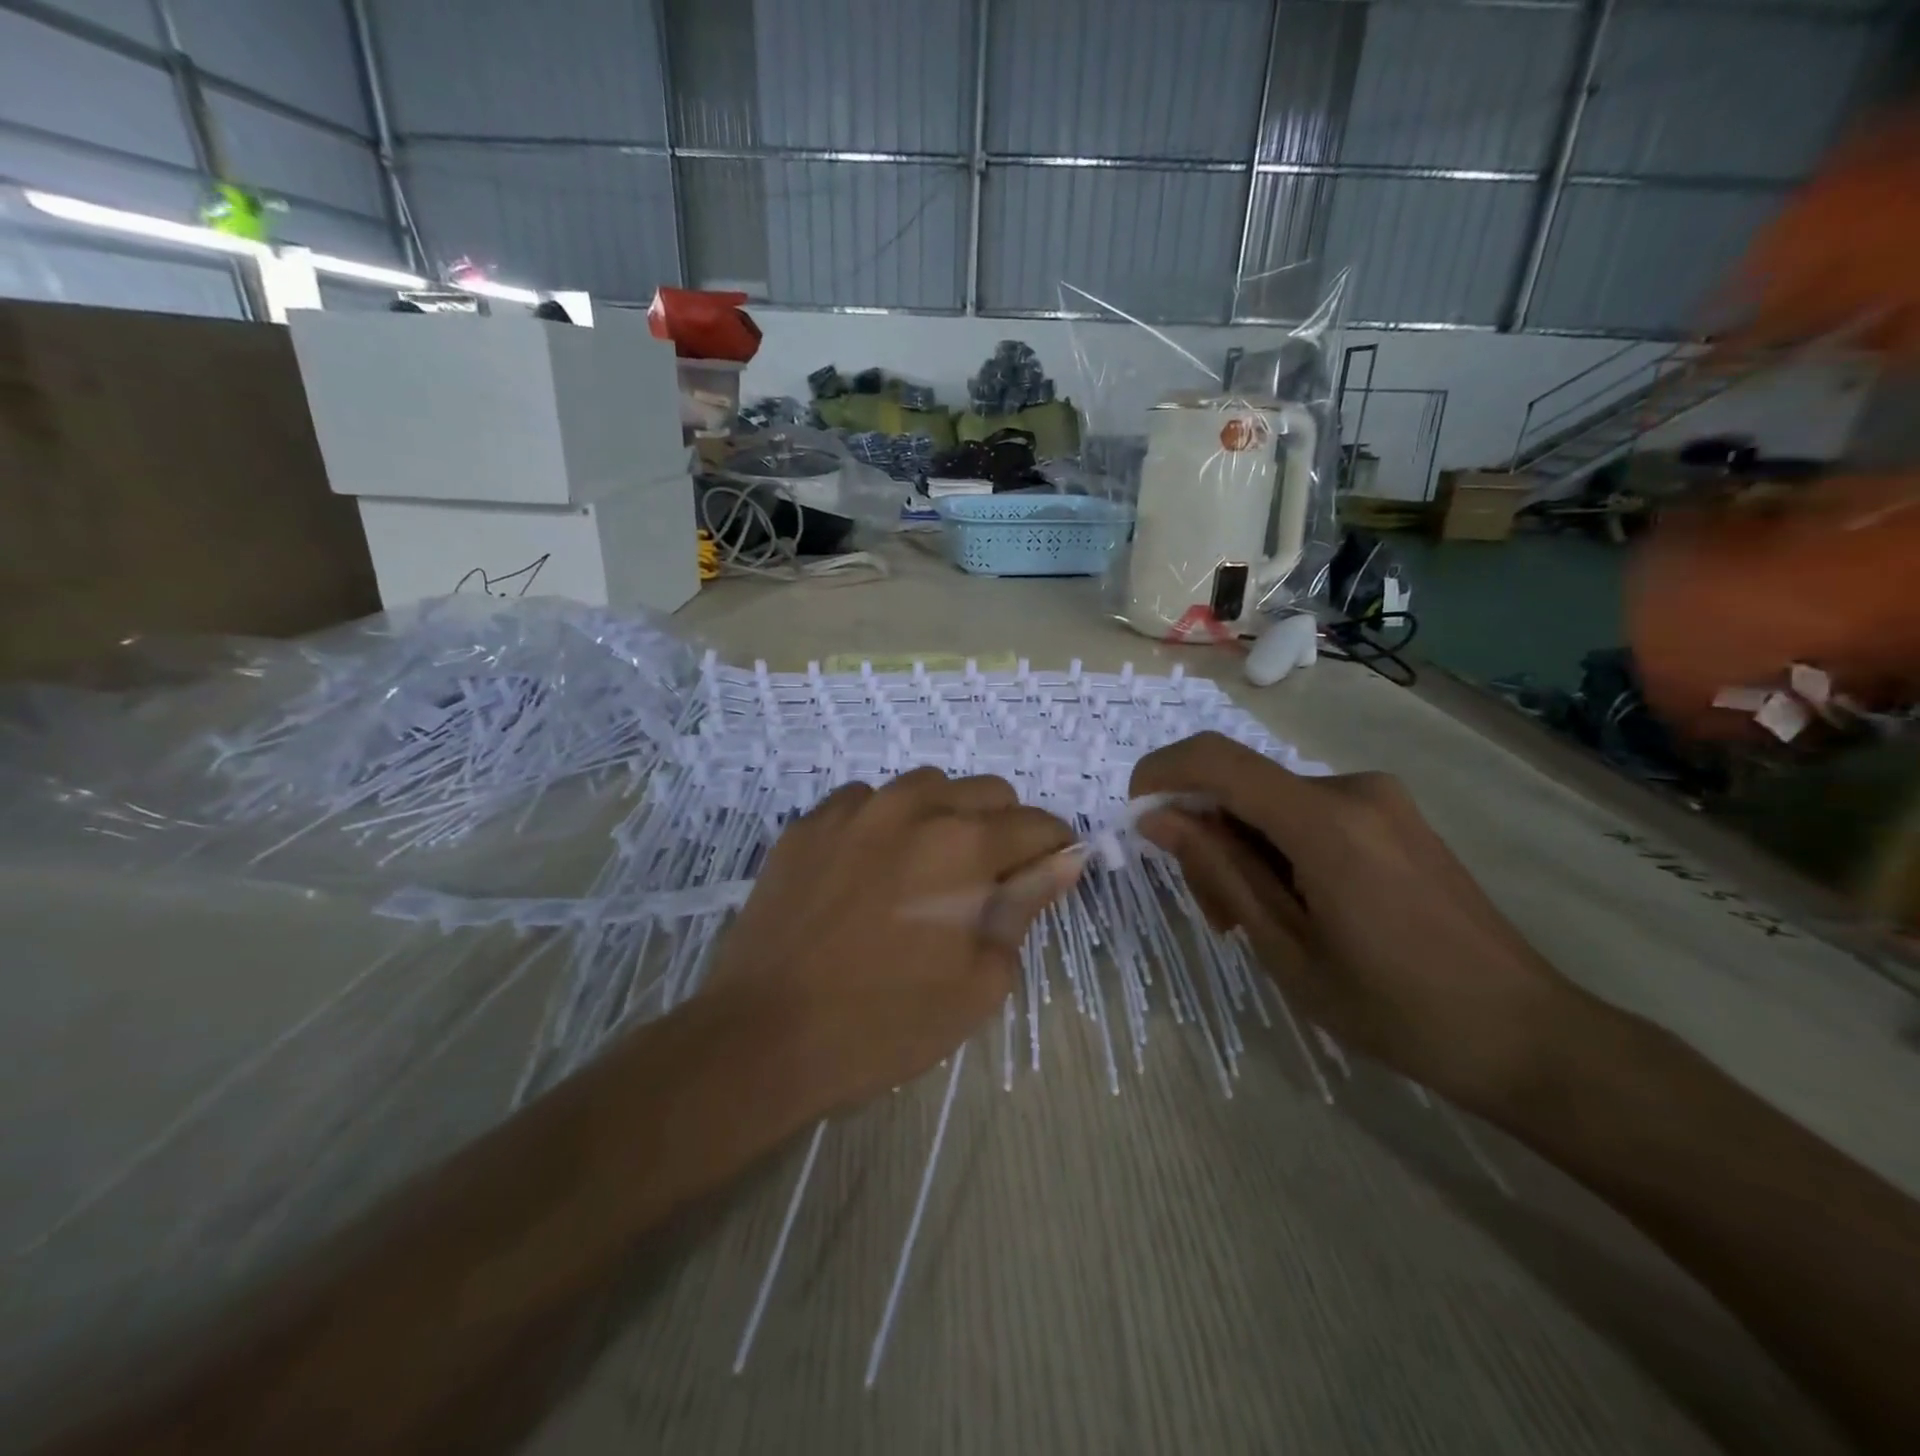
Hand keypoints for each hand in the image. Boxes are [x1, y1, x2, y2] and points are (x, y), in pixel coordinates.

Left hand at [701, 769, 1078, 1118]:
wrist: (764, 1035)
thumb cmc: (885, 1023)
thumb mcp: (978, 982)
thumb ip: (1025, 908)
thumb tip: (1063, 861)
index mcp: (965, 846)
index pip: (1036, 824)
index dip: (1054, 847)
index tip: (1051, 872)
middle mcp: (914, 808)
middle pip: (987, 791)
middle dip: (1005, 826)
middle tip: (990, 879)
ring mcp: (855, 809)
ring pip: (926, 787)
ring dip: (945, 815)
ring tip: (929, 867)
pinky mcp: (809, 823)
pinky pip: (865, 801)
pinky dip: (885, 821)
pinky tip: (871, 866)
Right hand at [1132, 733, 1584, 1110]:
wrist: (1526, 1035)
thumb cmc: (1397, 1009)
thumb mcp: (1286, 948)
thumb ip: (1218, 871)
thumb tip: (1157, 817)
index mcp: (1326, 822)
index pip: (1216, 760)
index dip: (1161, 772)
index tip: (1136, 814)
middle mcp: (1352, 789)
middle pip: (1242, 787)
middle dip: (1205, 835)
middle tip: (1213, 913)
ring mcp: (1379, 799)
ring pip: (1271, 803)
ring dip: (1242, 848)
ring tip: (1254, 921)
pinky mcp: (1392, 815)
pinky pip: (1307, 813)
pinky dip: (1277, 848)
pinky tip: (1294, 904)